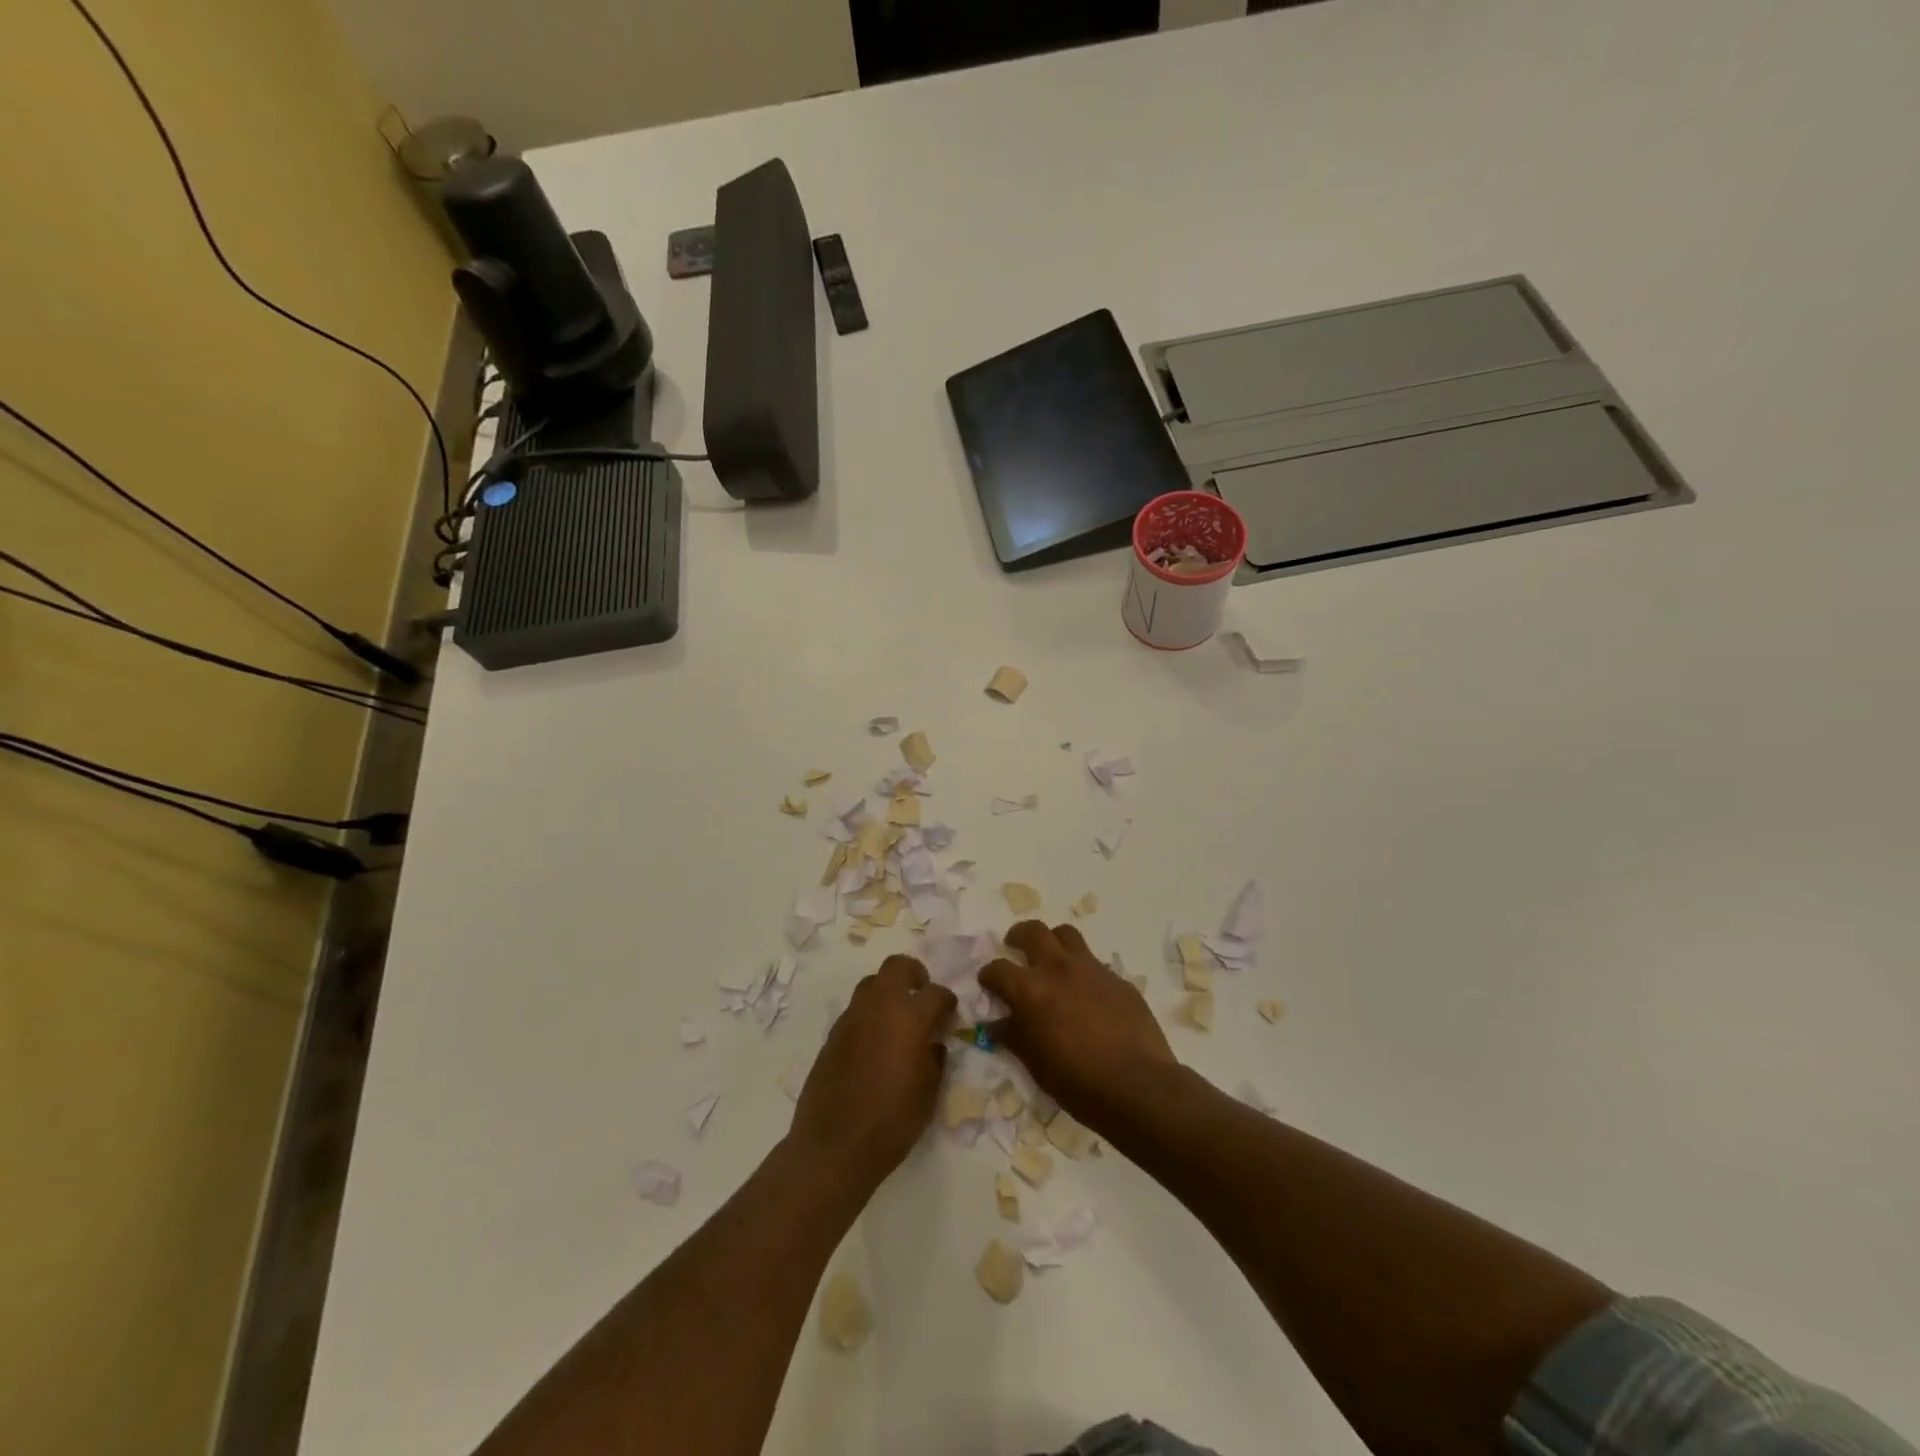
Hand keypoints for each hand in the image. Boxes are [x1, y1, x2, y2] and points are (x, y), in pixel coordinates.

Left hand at [789, 955, 956, 1189]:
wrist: (834, 1146)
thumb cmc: (892, 1122)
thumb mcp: (928, 1094)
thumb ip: (934, 1059)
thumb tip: (933, 1044)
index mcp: (909, 1018)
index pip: (935, 993)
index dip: (947, 1000)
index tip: (950, 1012)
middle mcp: (879, 1008)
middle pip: (896, 966)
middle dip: (914, 973)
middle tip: (921, 993)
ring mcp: (851, 1018)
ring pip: (871, 983)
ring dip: (888, 991)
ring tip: (897, 1017)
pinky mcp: (832, 1035)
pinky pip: (855, 1010)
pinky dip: (869, 1015)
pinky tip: (875, 1042)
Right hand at [980, 920, 1177, 1133]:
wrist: (1137, 1085)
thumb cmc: (1078, 1082)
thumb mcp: (1036, 1064)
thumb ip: (1014, 1036)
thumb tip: (996, 1023)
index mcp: (1031, 990)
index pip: (998, 969)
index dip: (988, 975)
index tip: (988, 983)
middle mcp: (1058, 968)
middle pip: (1032, 931)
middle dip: (1018, 936)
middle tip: (1015, 946)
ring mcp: (1091, 969)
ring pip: (1066, 934)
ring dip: (1053, 941)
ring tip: (1051, 957)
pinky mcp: (1117, 978)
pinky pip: (1094, 962)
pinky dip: (1082, 969)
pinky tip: (1086, 991)